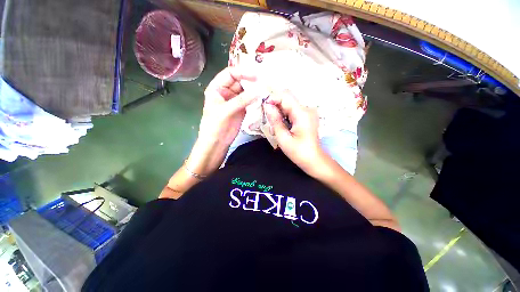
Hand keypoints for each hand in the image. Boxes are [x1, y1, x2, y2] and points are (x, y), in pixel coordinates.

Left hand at [187, 66, 257, 175]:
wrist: (217, 142)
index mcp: (217, 87)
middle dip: (251, 81)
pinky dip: (256, 99)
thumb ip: (241, 100)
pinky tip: (263, 98)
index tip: (256, 76)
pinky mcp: (242, 108)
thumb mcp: (225, 111)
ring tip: (266, 90)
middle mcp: (226, 91)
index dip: (242, 72)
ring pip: (246, 91)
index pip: (230, 73)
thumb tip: (259, 91)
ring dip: (255, 90)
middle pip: (240, 81)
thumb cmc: (214, 125)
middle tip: (264, 83)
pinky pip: (250, 100)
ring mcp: (235, 100)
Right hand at [264, 92, 325, 174]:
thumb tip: (267, 106)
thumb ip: (275, 121)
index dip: (272, 98)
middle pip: (287, 97)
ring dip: (278, 109)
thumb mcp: (283, 138)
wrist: (313, 159)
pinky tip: (280, 123)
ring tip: (273, 122)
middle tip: (266, 115)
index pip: (285, 96)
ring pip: (289, 102)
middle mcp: (307, 108)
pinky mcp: (306, 115)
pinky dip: (284, 113)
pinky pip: (292, 108)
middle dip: (274, 103)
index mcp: (302, 114)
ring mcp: (308, 111)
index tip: (263, 107)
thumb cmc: (298, 152)